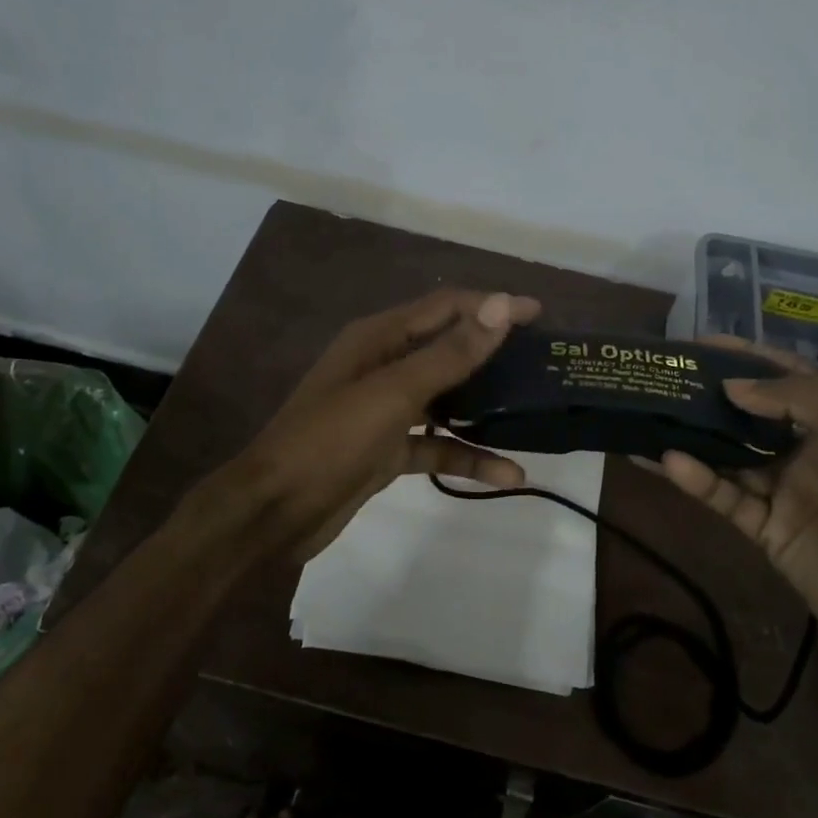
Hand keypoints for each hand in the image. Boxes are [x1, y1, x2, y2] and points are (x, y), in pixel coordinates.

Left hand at [196, 288, 541, 563]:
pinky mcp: (388, 450)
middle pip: (449, 350)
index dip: (491, 306)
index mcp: (379, 338)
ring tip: (534, 411)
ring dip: (486, 408)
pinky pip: (437, 446)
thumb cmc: (330, 440)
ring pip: (447, 400)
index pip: (445, 308)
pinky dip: (468, 457)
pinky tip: (507, 475)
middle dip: (494, 354)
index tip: (539, 314)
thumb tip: (500, 306)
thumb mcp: (394, 393)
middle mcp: (384, 366)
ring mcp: (386, 410)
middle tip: (543, 362)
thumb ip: (450, 353)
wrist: (274, 511)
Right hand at [658, 339, 817, 683]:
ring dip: (692, 436)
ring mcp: (783, 490)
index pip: (786, 376)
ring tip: (649, 414)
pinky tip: (669, 461)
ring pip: (727, 455)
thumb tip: (733, 386)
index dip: (747, 357)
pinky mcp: (764, 529)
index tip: (701, 343)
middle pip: (748, 414)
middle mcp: (806, 449)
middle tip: (664, 377)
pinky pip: (724, 497)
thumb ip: (801, 399)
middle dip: (709, 394)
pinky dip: (697, 480)